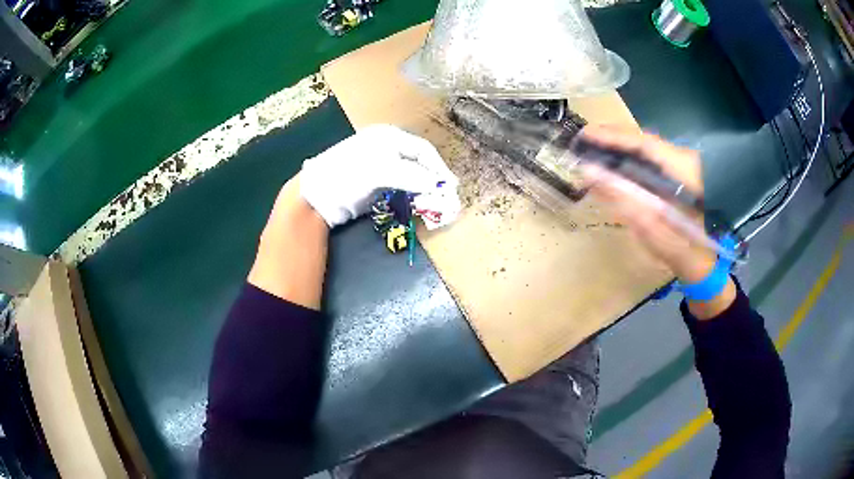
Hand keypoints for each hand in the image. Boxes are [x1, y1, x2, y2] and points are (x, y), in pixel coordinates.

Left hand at [300, 124, 458, 227]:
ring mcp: (380, 166)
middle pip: (419, 162)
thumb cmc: (347, 174)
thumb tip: (438, 186)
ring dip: (424, 188)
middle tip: (446, 196)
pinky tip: (418, 203)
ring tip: (435, 202)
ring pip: (411, 175)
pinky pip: (401, 187)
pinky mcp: (375, 184)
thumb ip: (411, 176)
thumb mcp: (380, 170)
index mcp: (388, 137)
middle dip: (433, 179)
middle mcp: (387, 148)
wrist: (317, 195)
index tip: (450, 185)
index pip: (422, 150)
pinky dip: (412, 195)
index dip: (438, 167)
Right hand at [579, 125, 734, 317]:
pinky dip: (632, 162)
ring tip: (594, 151)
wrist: (706, 263)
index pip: (644, 143)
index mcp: (684, 169)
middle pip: (645, 142)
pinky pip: (653, 162)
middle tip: (584, 142)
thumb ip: (622, 197)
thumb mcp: (651, 227)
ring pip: (648, 151)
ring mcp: (685, 167)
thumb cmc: (682, 250)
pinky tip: (616, 166)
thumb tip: (590, 173)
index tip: (586, 134)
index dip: (613, 137)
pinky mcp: (681, 176)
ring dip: (621, 150)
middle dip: (614, 140)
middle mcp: (686, 160)